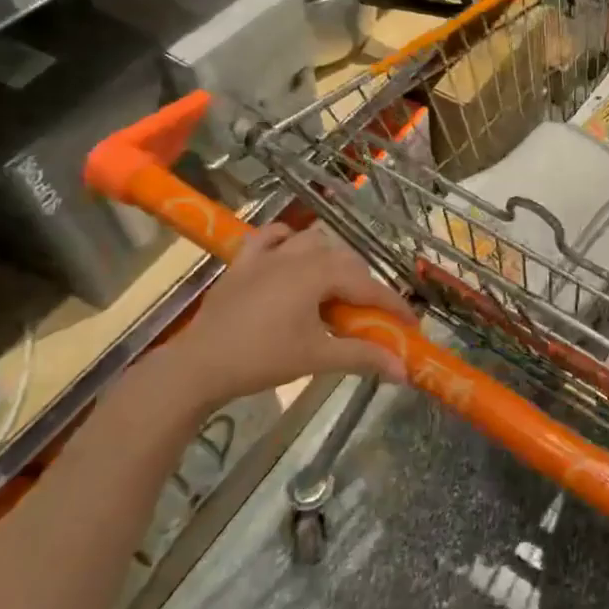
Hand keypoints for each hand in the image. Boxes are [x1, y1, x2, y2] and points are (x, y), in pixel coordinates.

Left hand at [160, 223, 412, 415]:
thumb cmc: (261, 359)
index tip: (411, 325)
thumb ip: (364, 357)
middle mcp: (297, 255)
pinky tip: (291, 254)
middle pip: (345, 261)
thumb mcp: (318, 358)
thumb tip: (404, 371)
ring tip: (335, 289)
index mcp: (318, 274)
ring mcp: (267, 255)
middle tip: (371, 317)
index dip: (393, 305)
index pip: (368, 286)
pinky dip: (287, 241)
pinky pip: (270, 237)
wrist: (196, 367)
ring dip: (331, 260)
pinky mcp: (243, 262)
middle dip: (364, 285)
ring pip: (312, 241)